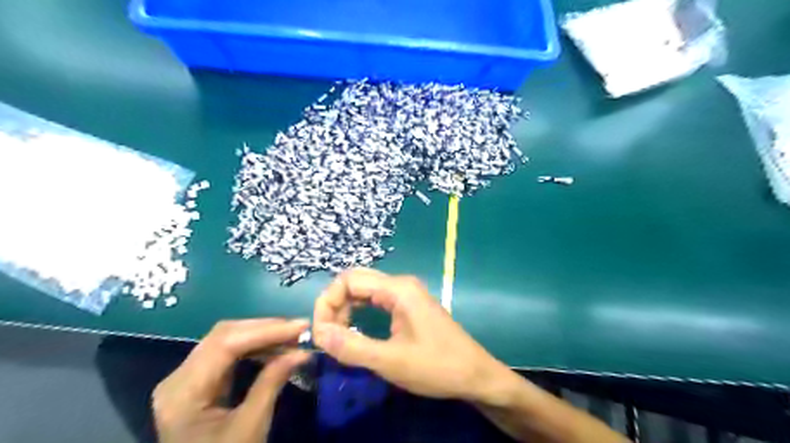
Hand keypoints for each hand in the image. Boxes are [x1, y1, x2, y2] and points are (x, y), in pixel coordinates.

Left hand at [153, 319, 312, 441]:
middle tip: (300, 330)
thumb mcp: (251, 427)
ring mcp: (186, 378)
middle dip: (266, 329)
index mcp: (183, 392)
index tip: (301, 327)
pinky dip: (254, 348)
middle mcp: (178, 377)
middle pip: (224, 335)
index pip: (225, 344)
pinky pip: (227, 353)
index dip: (266, 330)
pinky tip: (275, 349)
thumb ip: (272, 383)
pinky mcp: (198, 382)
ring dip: (262, 336)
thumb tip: (302, 352)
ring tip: (293, 339)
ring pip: (226, 340)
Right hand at [311, 268, 509, 401]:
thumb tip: (317, 333)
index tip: (319, 333)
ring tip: (337, 335)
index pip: (348, 280)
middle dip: (334, 303)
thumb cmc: (437, 367)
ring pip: (365, 289)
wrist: (475, 374)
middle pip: (355, 280)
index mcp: (398, 289)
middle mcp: (401, 284)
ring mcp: (406, 293)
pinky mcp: (409, 305)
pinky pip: (376, 299)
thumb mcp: (391, 361)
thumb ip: (352, 347)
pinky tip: (355, 329)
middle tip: (326, 333)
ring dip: (345, 307)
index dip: (327, 303)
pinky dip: (359, 310)